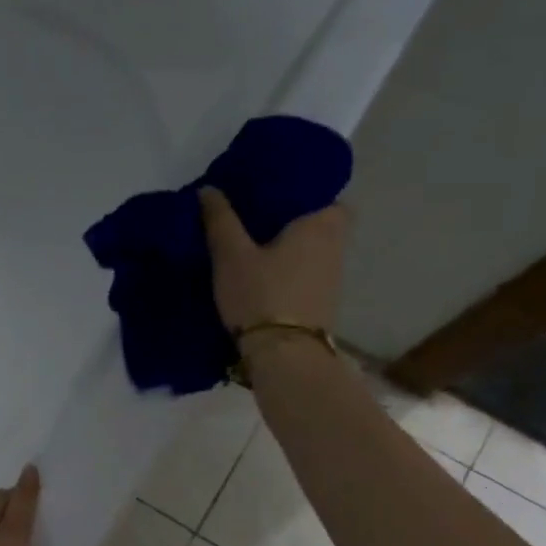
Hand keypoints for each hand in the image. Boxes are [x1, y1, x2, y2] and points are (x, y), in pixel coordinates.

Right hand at [199, 186, 349, 332]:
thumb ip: (220, 220)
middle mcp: (336, 247)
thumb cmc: (261, 295)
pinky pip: (308, 276)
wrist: (284, 356)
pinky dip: (291, 274)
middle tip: (258, 223)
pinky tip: (265, 280)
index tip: (275, 197)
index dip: (304, 194)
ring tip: (256, 250)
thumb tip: (208, 189)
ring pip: (314, 252)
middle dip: (294, 223)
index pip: (327, 194)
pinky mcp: (323, 305)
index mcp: (321, 224)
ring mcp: (333, 280)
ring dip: (292, 251)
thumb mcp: (230, 256)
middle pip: (320, 225)